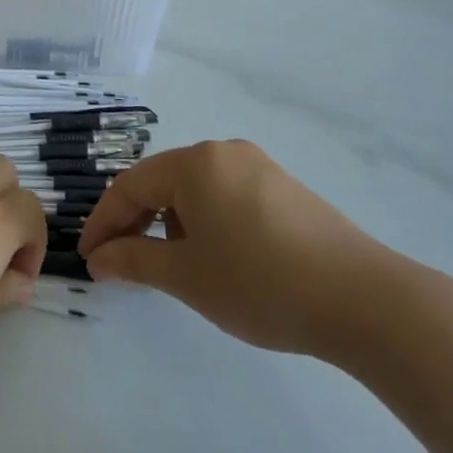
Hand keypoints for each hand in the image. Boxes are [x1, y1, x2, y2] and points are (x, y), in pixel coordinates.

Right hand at [78, 139, 403, 360]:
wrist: (364, 300)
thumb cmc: (259, 282)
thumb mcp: (185, 275)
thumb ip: (133, 260)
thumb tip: (99, 258)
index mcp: (196, 162)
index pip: (130, 186)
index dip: (103, 223)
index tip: (88, 259)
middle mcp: (225, 152)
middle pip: (162, 182)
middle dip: (135, 222)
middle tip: (120, 264)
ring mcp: (260, 168)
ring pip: (195, 190)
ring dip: (170, 224)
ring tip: (168, 266)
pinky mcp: (285, 190)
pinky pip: (226, 197)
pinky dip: (204, 223)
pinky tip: (213, 257)